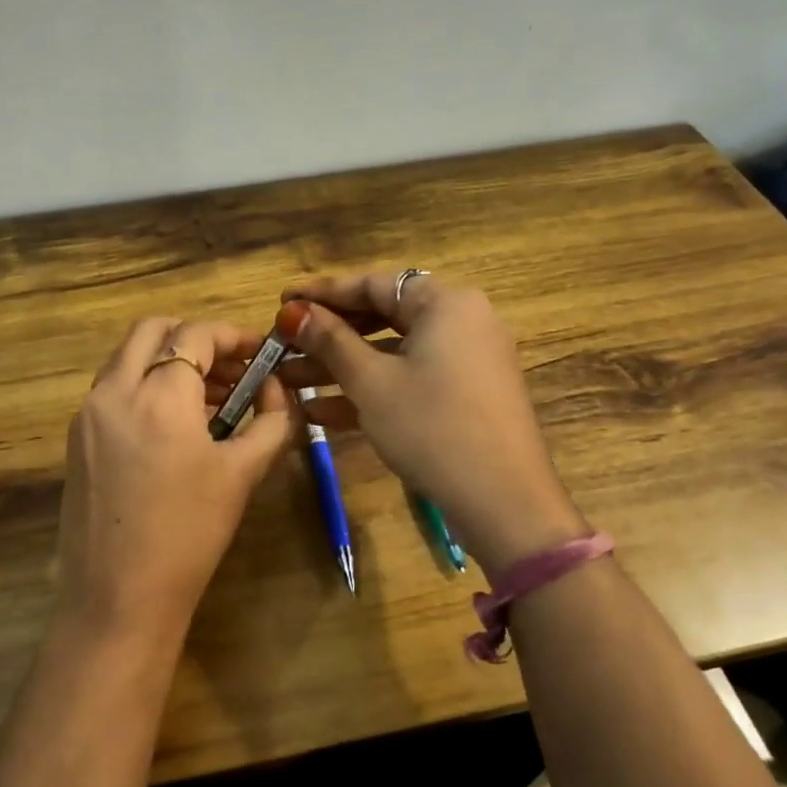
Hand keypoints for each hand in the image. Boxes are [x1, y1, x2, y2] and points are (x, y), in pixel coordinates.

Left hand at [55, 317, 295, 646]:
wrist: (118, 597)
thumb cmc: (189, 535)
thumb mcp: (242, 475)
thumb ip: (271, 422)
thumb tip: (278, 392)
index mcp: (158, 396)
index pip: (195, 335)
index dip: (233, 335)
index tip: (260, 353)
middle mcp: (114, 391)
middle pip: (151, 330)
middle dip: (194, 338)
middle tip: (230, 368)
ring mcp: (88, 414)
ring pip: (127, 357)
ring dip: (167, 360)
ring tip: (209, 398)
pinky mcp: (76, 439)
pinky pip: (113, 389)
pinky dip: (144, 385)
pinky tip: (174, 426)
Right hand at [279, 272, 587, 572]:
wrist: (504, 502)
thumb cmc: (432, 427)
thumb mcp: (372, 382)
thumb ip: (330, 341)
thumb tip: (293, 311)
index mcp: (446, 303)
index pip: (374, 284)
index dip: (323, 292)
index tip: (282, 301)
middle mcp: (461, 321)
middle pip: (383, 316)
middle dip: (328, 335)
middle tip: (284, 343)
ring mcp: (466, 361)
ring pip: (392, 353)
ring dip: (341, 367)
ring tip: (288, 380)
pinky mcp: (464, 397)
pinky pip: (411, 380)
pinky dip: (371, 390)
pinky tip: (320, 412)